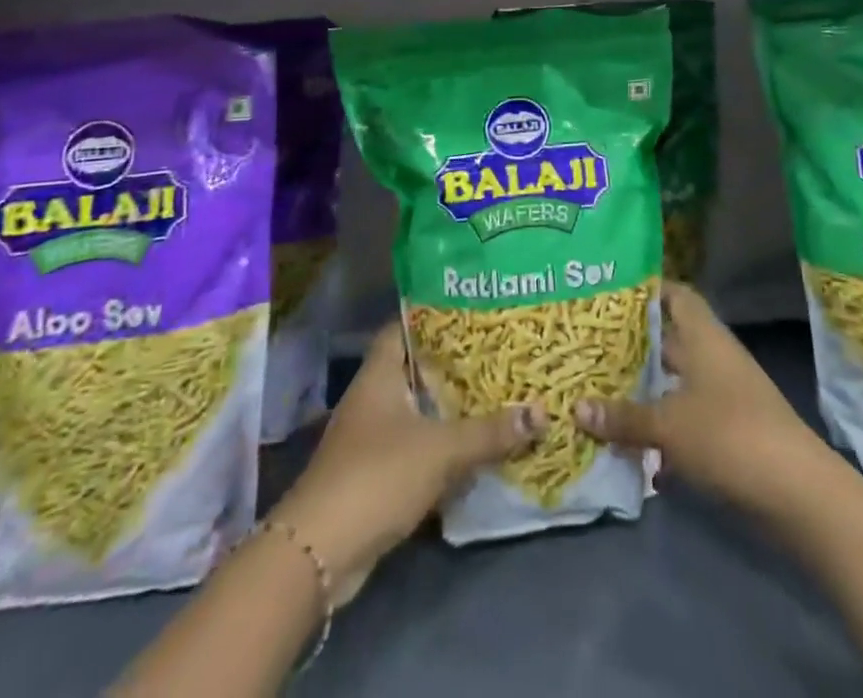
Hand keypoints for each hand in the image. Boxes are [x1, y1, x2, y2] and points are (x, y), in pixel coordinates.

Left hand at [270, 322, 546, 602]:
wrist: (320, 552)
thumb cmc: (377, 476)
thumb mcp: (441, 449)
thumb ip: (489, 432)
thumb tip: (541, 411)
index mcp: (379, 374)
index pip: (405, 327)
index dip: (435, 316)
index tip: (473, 311)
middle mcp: (373, 397)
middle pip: (417, 369)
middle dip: (454, 365)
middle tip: (499, 352)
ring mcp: (372, 437)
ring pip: (419, 410)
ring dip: (451, 409)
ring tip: (496, 394)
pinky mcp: (376, 474)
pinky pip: (416, 447)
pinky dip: (442, 446)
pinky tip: (475, 447)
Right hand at [576, 281, 820, 510]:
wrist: (798, 494)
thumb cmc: (729, 435)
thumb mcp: (668, 425)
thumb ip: (623, 416)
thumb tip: (577, 407)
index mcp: (704, 337)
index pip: (675, 295)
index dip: (646, 290)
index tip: (609, 294)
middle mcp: (714, 358)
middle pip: (670, 340)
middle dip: (634, 346)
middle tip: (590, 346)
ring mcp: (725, 396)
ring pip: (676, 383)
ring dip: (646, 391)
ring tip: (601, 392)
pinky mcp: (730, 433)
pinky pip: (687, 419)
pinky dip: (663, 430)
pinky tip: (633, 448)